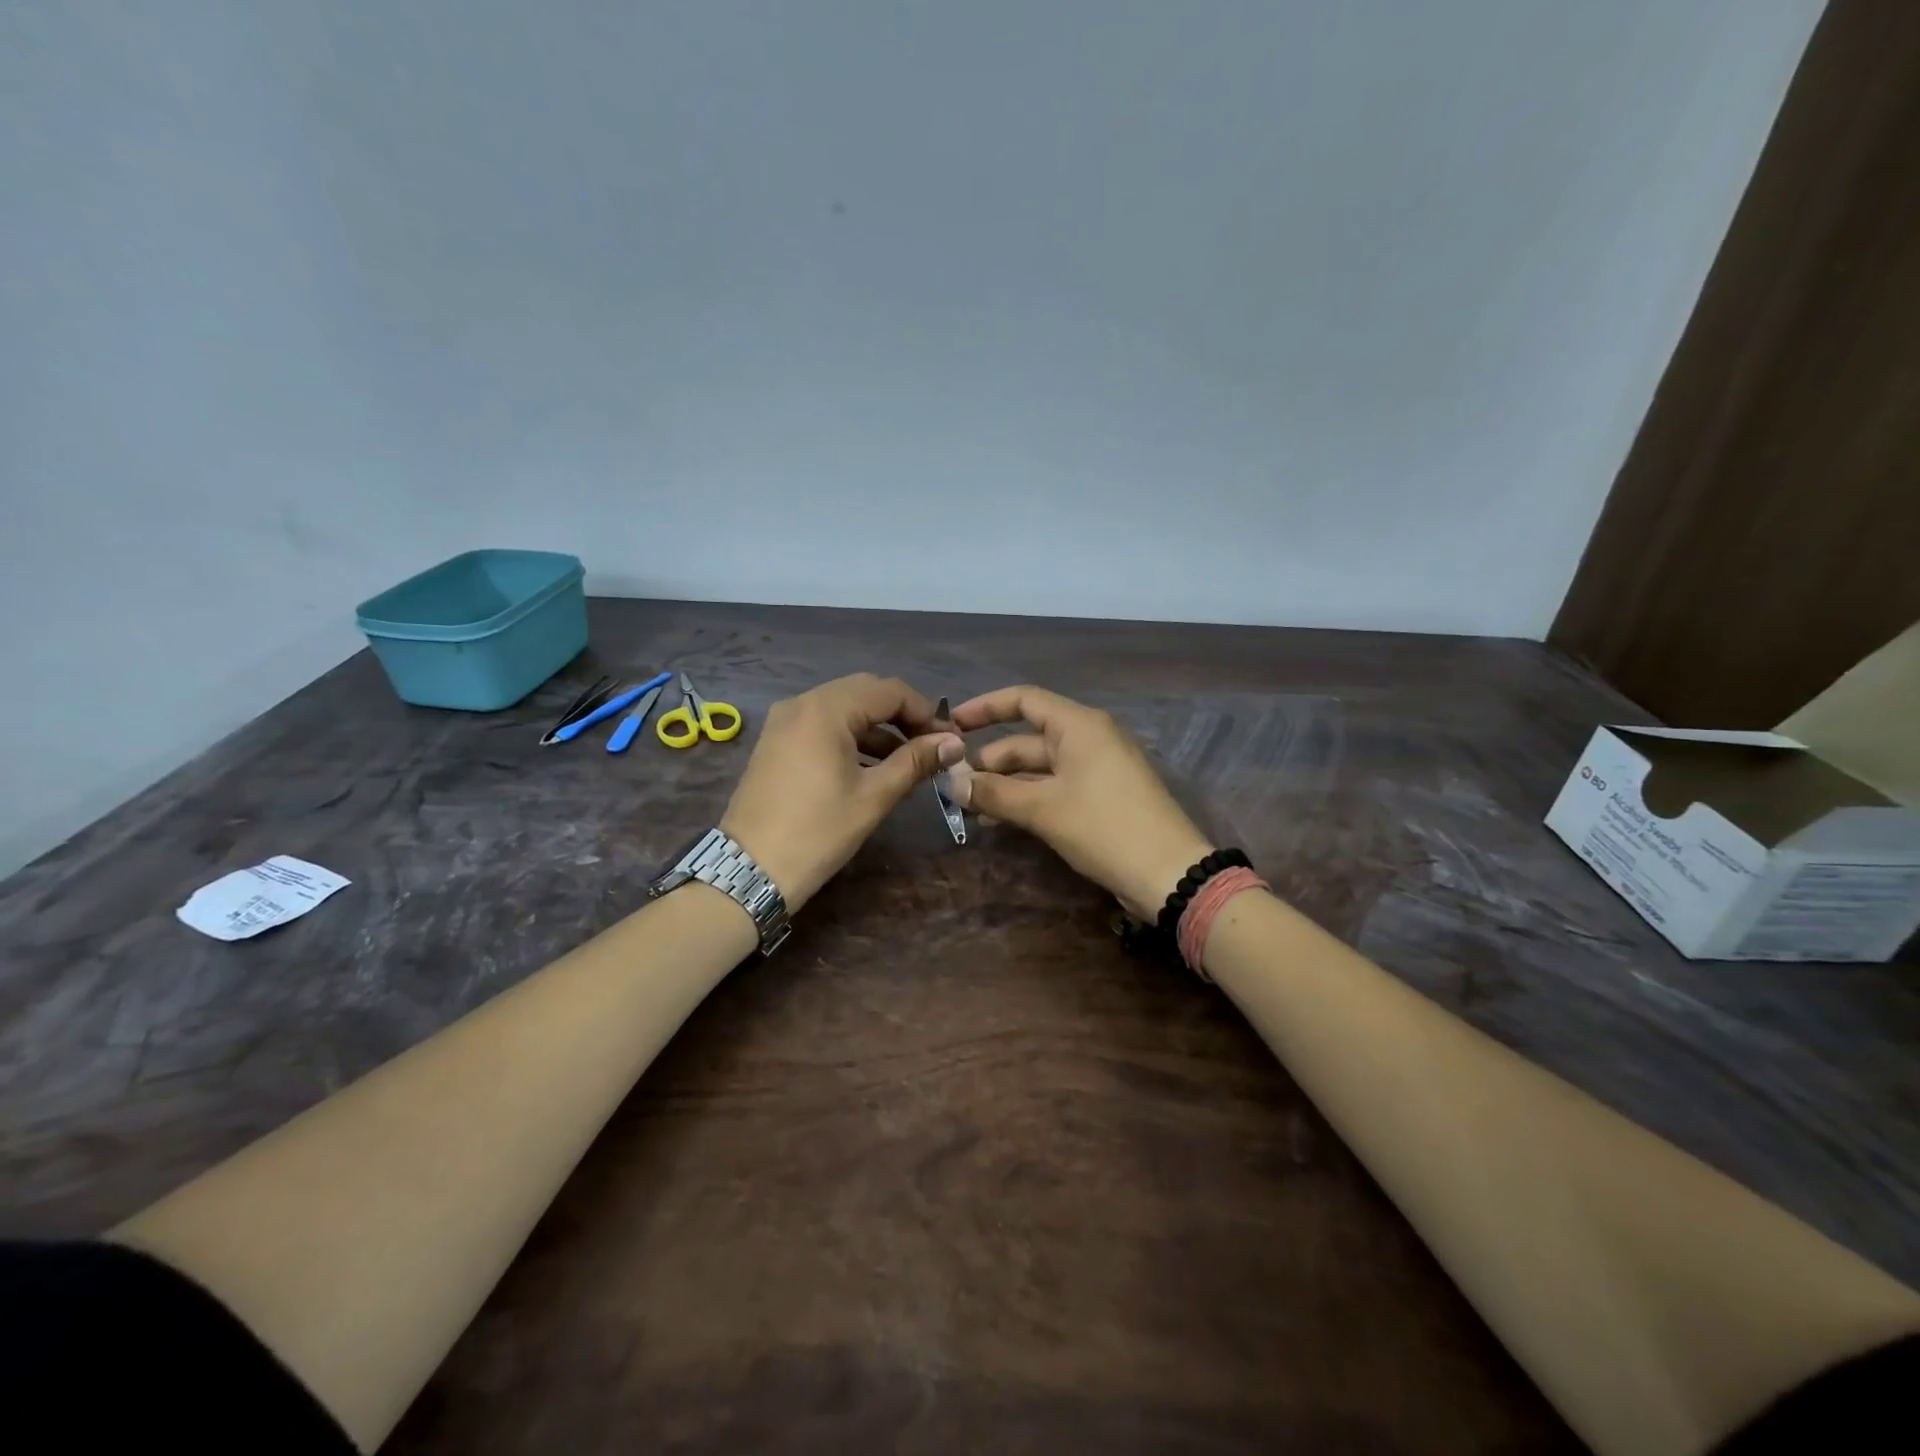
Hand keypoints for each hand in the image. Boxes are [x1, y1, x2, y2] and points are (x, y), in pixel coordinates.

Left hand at [721, 674, 964, 909]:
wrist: (751, 870)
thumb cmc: (819, 831)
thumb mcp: (874, 796)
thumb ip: (915, 762)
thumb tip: (954, 743)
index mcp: (827, 708)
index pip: (890, 691)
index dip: (925, 711)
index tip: (947, 741)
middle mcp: (802, 703)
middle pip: (866, 693)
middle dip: (902, 717)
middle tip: (929, 748)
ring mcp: (784, 721)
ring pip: (844, 709)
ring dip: (878, 729)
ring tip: (907, 764)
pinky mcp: (776, 741)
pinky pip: (823, 725)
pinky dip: (851, 738)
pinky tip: (872, 768)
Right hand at [949, 686, 1214, 920]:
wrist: (1168, 874)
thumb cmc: (1104, 827)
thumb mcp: (1043, 809)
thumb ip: (994, 792)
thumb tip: (951, 783)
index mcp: (1078, 725)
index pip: (1024, 700)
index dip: (984, 708)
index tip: (951, 724)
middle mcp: (1088, 739)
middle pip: (1027, 740)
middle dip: (990, 761)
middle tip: (954, 786)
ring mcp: (1097, 769)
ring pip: (1039, 768)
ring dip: (1005, 785)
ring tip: (970, 808)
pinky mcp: (1101, 797)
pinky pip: (1054, 788)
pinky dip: (1027, 799)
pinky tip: (999, 820)